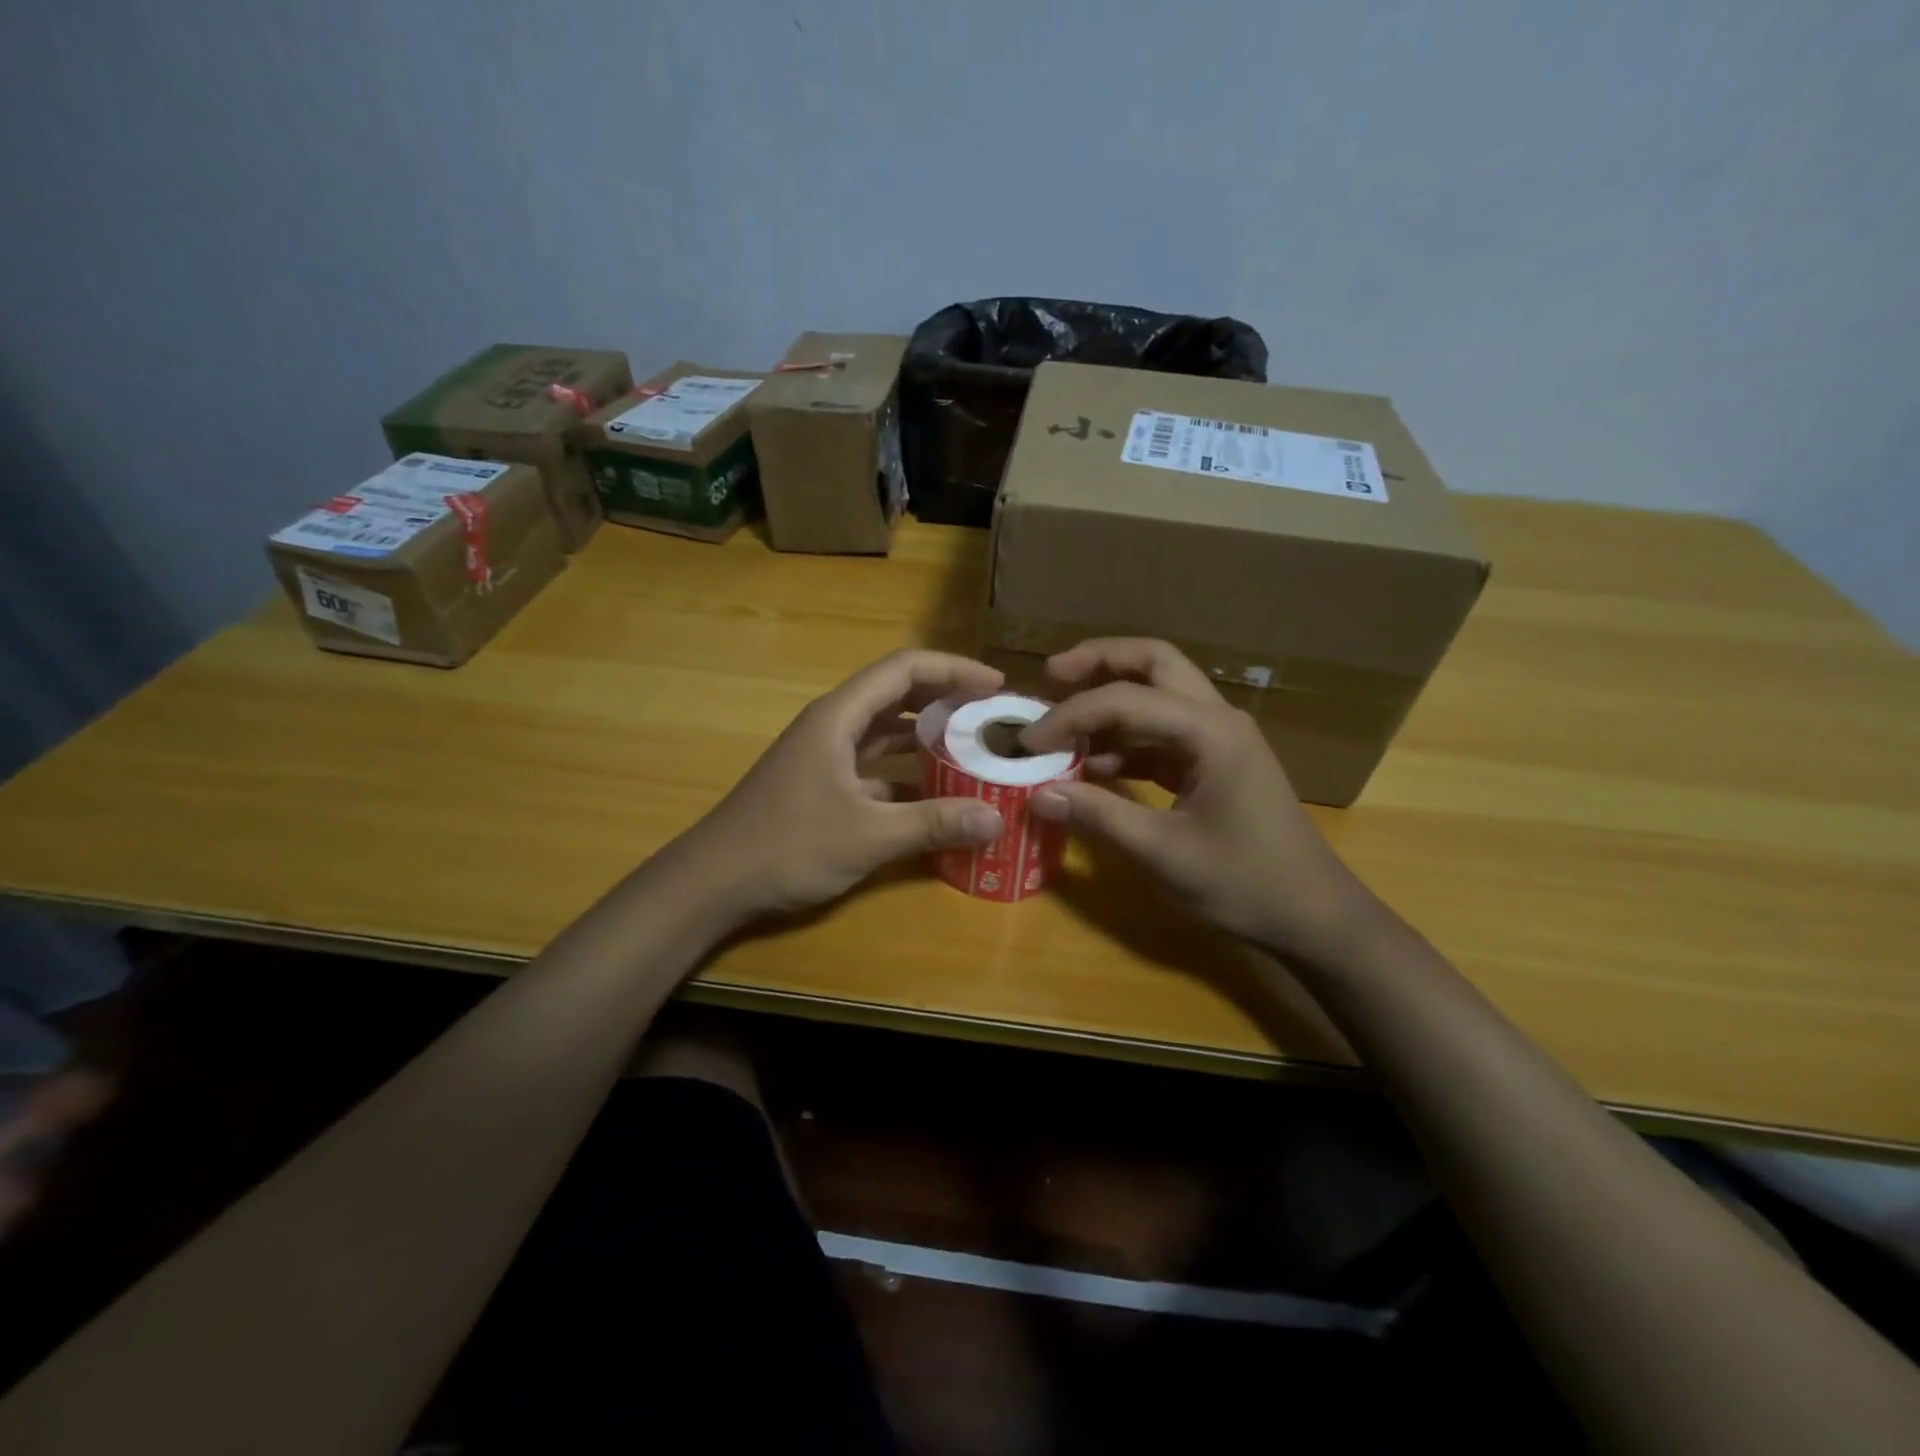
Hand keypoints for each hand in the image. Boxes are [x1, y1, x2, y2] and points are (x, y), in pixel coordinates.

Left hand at [670, 650, 1008, 921]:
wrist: (714, 881)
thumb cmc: (787, 845)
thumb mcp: (868, 835)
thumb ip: (933, 823)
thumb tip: (996, 819)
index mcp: (839, 716)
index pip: (903, 668)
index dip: (953, 669)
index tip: (996, 685)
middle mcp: (832, 725)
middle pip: (896, 692)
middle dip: (945, 696)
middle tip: (991, 713)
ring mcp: (824, 754)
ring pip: (884, 728)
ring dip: (926, 732)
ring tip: (973, 745)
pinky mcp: (822, 783)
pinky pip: (874, 762)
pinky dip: (906, 768)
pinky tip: (935, 791)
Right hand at [1020, 639, 1380, 959]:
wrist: (1313, 916)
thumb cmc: (1245, 882)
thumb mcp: (1163, 853)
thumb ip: (1097, 817)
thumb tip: (1036, 794)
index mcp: (1210, 731)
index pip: (1126, 699)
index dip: (1070, 716)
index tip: (1027, 742)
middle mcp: (1217, 719)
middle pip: (1154, 662)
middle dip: (1099, 662)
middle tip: (1051, 675)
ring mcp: (1219, 740)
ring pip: (1160, 692)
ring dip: (1112, 698)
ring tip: (1063, 719)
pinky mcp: (1215, 764)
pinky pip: (1163, 734)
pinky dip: (1126, 740)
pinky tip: (1094, 766)